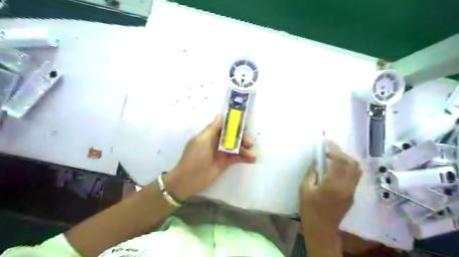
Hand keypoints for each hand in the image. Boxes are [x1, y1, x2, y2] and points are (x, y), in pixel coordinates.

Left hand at [162, 114, 255, 200]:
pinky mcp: (224, 163)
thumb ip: (212, 129)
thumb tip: (220, 115)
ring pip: (235, 147)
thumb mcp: (202, 141)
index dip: (233, 125)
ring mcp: (220, 153)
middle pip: (231, 136)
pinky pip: (236, 158)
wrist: (188, 180)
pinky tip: (251, 159)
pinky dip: (243, 158)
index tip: (243, 125)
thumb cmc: (194, 157)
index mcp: (209, 135)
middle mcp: (216, 142)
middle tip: (249, 143)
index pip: (223, 126)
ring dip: (244, 149)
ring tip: (251, 155)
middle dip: (241, 138)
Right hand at [302, 142, 362, 233]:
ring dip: (347, 160)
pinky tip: (337, 168)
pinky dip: (348, 167)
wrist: (322, 228)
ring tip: (333, 157)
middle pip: (352, 163)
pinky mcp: (352, 195)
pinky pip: (354, 176)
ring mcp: (351, 191)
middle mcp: (347, 186)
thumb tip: (315, 162)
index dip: (334, 149)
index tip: (328, 141)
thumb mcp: (305, 190)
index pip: (339, 161)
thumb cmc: (310, 209)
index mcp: (333, 185)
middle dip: (342, 153)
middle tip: (329, 150)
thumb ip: (311, 174)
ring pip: (356, 169)